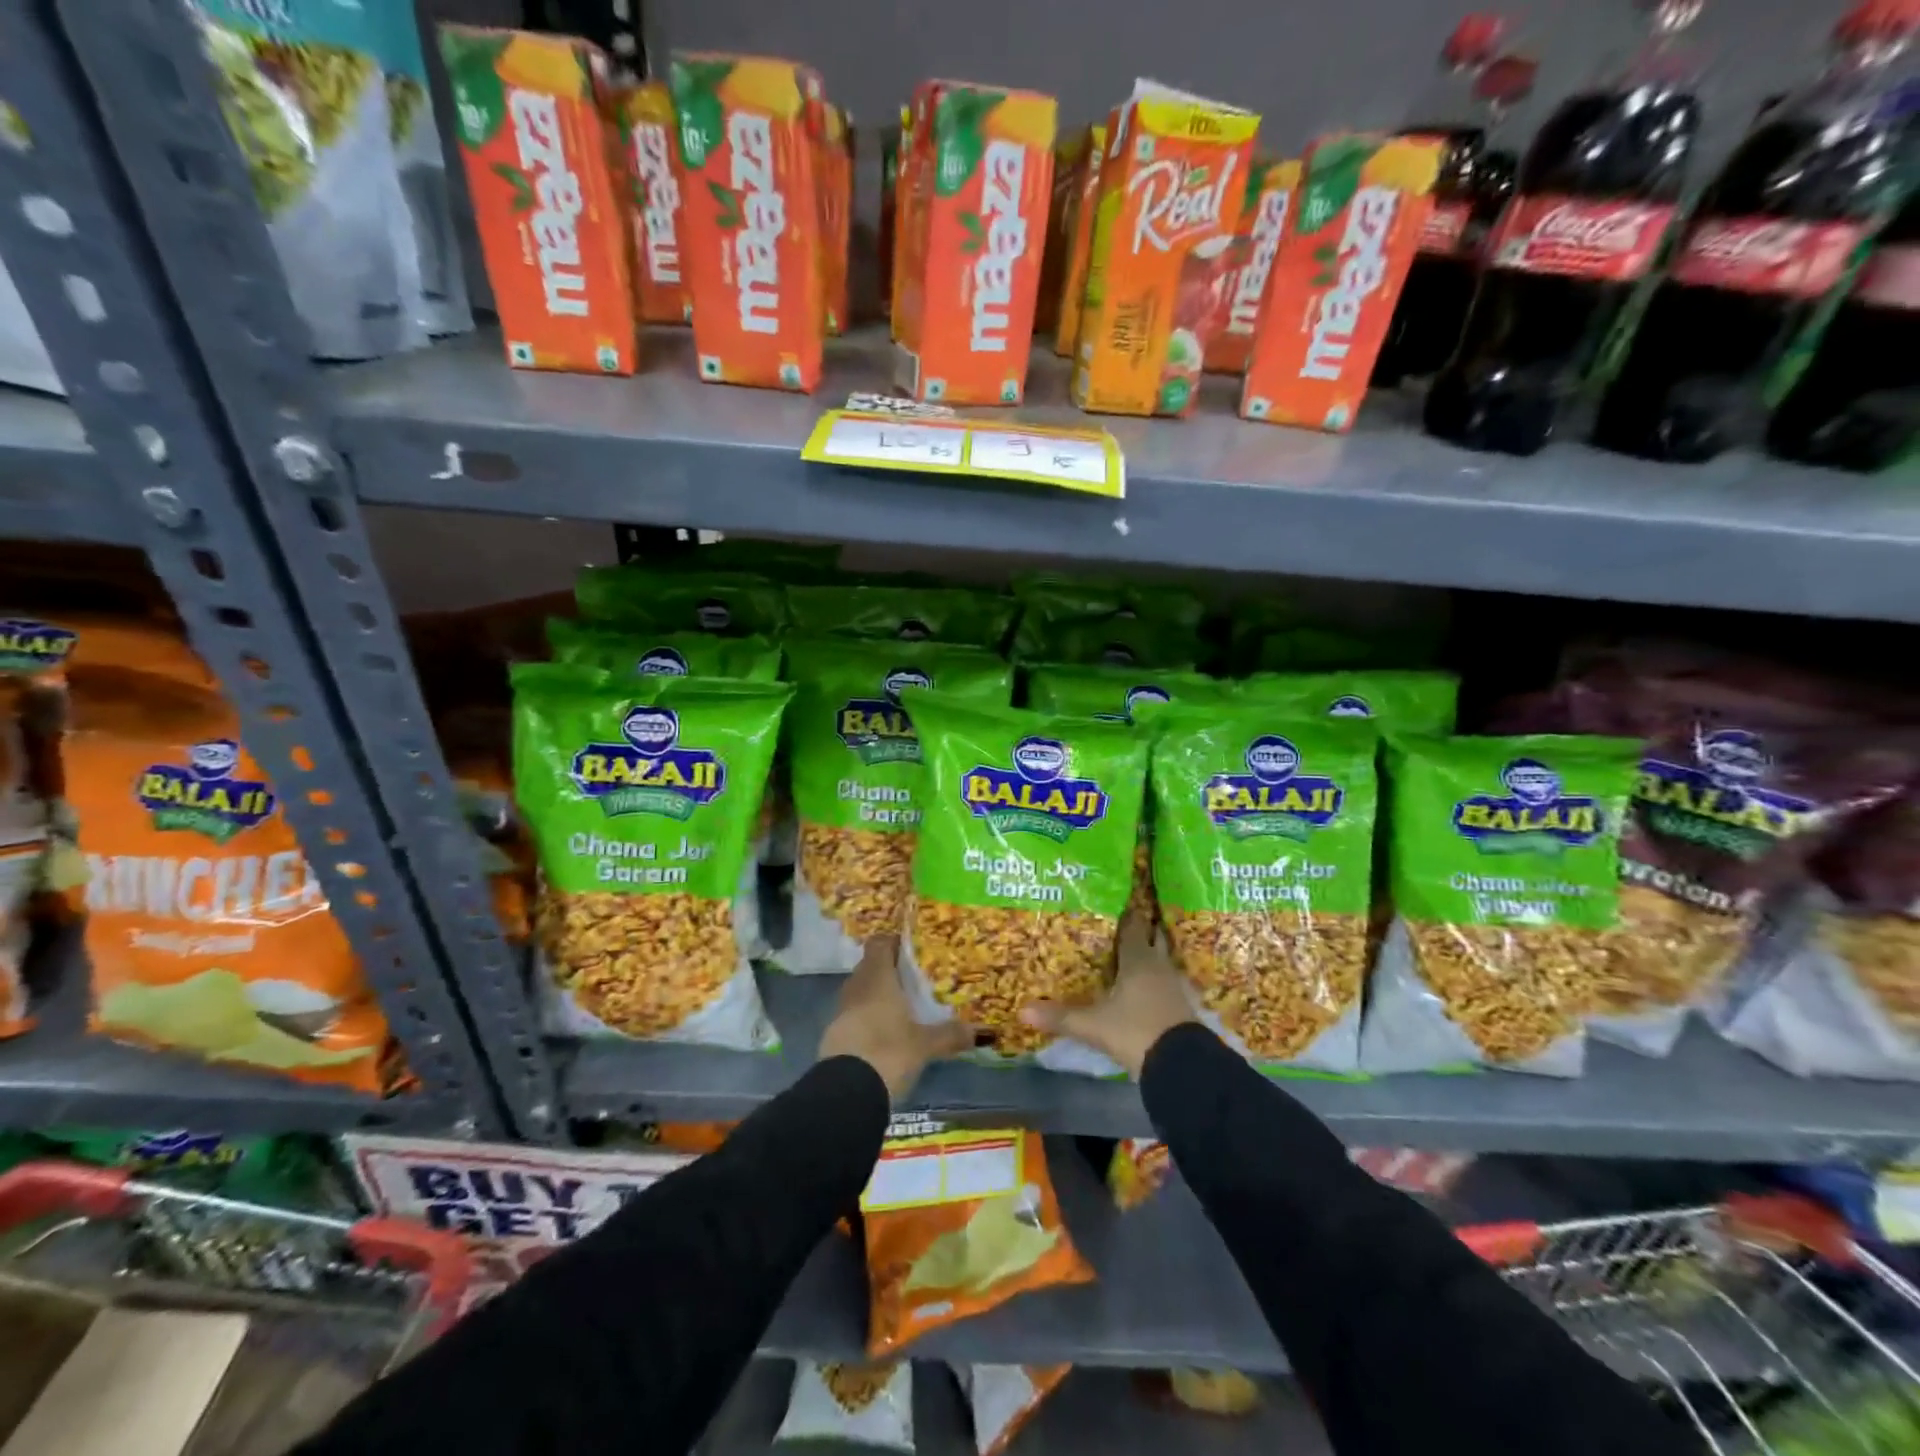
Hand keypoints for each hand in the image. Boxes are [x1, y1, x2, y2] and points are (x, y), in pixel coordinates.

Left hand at [819, 936, 973, 1102]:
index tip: (912, 950)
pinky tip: (886, 1033)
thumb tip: (982, 1031)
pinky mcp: (834, 1034)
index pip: (879, 943)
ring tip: (903, 1007)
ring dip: (877, 995)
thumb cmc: (888, 1051)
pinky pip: (854, 1015)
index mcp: (878, 977)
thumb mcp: (925, 1044)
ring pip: (861, 991)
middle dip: (889, 971)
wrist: (847, 1091)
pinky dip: (868, 1017)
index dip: (893, 943)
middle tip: (914, 980)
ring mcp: (842, 1010)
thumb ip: (951, 1034)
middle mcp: (857, 986)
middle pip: (870, 967)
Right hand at [1021, 921, 1194, 1078]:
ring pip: (1160, 959)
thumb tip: (1021, 1010)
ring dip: (1150, 953)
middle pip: (1151, 939)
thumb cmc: (1135, 1031)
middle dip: (1141, 929)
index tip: (1117, 900)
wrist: (1181, 1065)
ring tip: (1131, 949)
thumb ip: (1060, 1016)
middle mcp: (1157, 966)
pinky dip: (1154, 977)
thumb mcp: (1093, 1025)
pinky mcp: (1180, 1006)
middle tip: (1124, 919)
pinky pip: (1164, 981)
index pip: (1132, 927)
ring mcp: (1172, 986)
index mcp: (1137, 960)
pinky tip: (1143, 984)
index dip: (1126, 913)